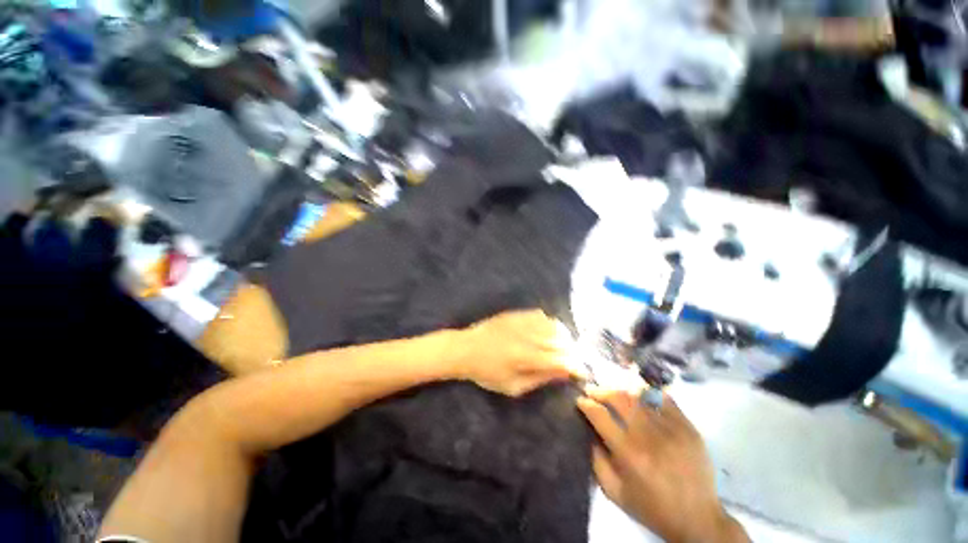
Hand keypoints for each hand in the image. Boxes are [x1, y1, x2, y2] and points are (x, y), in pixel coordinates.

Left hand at [454, 310, 588, 396]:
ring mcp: (522, 322)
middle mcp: (527, 337)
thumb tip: (563, 373)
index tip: (581, 372)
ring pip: (553, 325)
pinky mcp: (516, 314)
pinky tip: (546, 331)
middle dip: (572, 352)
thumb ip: (540, 379)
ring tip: (561, 346)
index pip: (561, 360)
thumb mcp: (513, 386)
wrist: (466, 349)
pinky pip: (540, 315)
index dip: (575, 366)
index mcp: (526, 358)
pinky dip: (548, 323)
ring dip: (563, 336)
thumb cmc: (487, 373)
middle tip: (571, 360)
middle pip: (561, 341)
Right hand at [577, 388, 748, 542]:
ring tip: (614, 393)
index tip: (579, 400)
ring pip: (639, 395)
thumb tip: (589, 432)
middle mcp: (648, 435)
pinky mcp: (688, 427)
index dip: (586, 404)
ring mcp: (670, 429)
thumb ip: (597, 462)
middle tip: (593, 391)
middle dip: (601, 390)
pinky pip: (665, 400)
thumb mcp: (615, 493)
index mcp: (628, 453)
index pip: (600, 415)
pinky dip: (649, 394)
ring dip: (621, 391)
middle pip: (618, 398)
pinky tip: (641, 397)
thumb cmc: (652, 508)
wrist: (698, 519)